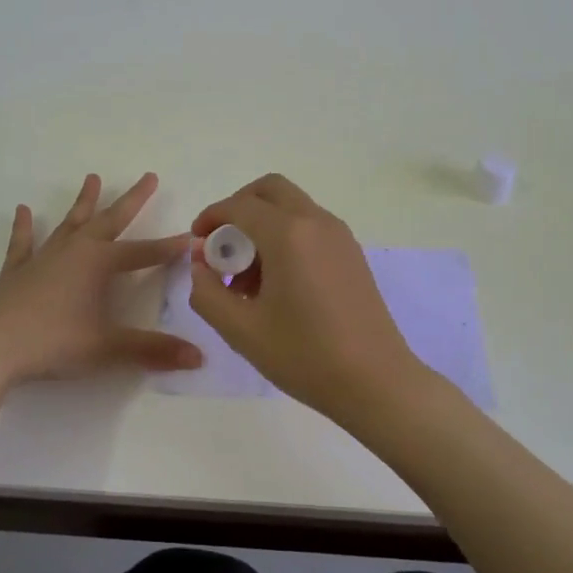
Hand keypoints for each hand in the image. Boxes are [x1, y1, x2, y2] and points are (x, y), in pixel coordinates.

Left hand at [0, 172, 200, 384]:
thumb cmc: (54, 342)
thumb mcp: (108, 348)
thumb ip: (153, 350)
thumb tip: (199, 357)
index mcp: (98, 263)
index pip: (143, 253)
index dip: (169, 249)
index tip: (191, 239)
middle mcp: (74, 251)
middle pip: (109, 220)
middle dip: (132, 200)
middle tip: (149, 177)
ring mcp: (43, 258)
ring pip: (69, 224)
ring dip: (83, 202)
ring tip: (92, 178)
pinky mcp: (16, 272)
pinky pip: (23, 244)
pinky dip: (24, 228)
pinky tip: (22, 211)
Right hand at [187, 173, 420, 420]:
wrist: (376, 382)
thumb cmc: (305, 355)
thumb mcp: (241, 329)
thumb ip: (207, 291)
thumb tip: (199, 264)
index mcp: (288, 234)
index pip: (239, 206)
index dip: (211, 218)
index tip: (196, 243)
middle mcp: (316, 222)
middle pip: (270, 190)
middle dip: (239, 207)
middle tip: (222, 245)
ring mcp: (340, 236)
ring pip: (292, 207)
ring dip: (262, 224)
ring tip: (247, 276)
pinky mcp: (352, 253)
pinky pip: (310, 226)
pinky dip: (286, 236)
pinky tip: (277, 283)